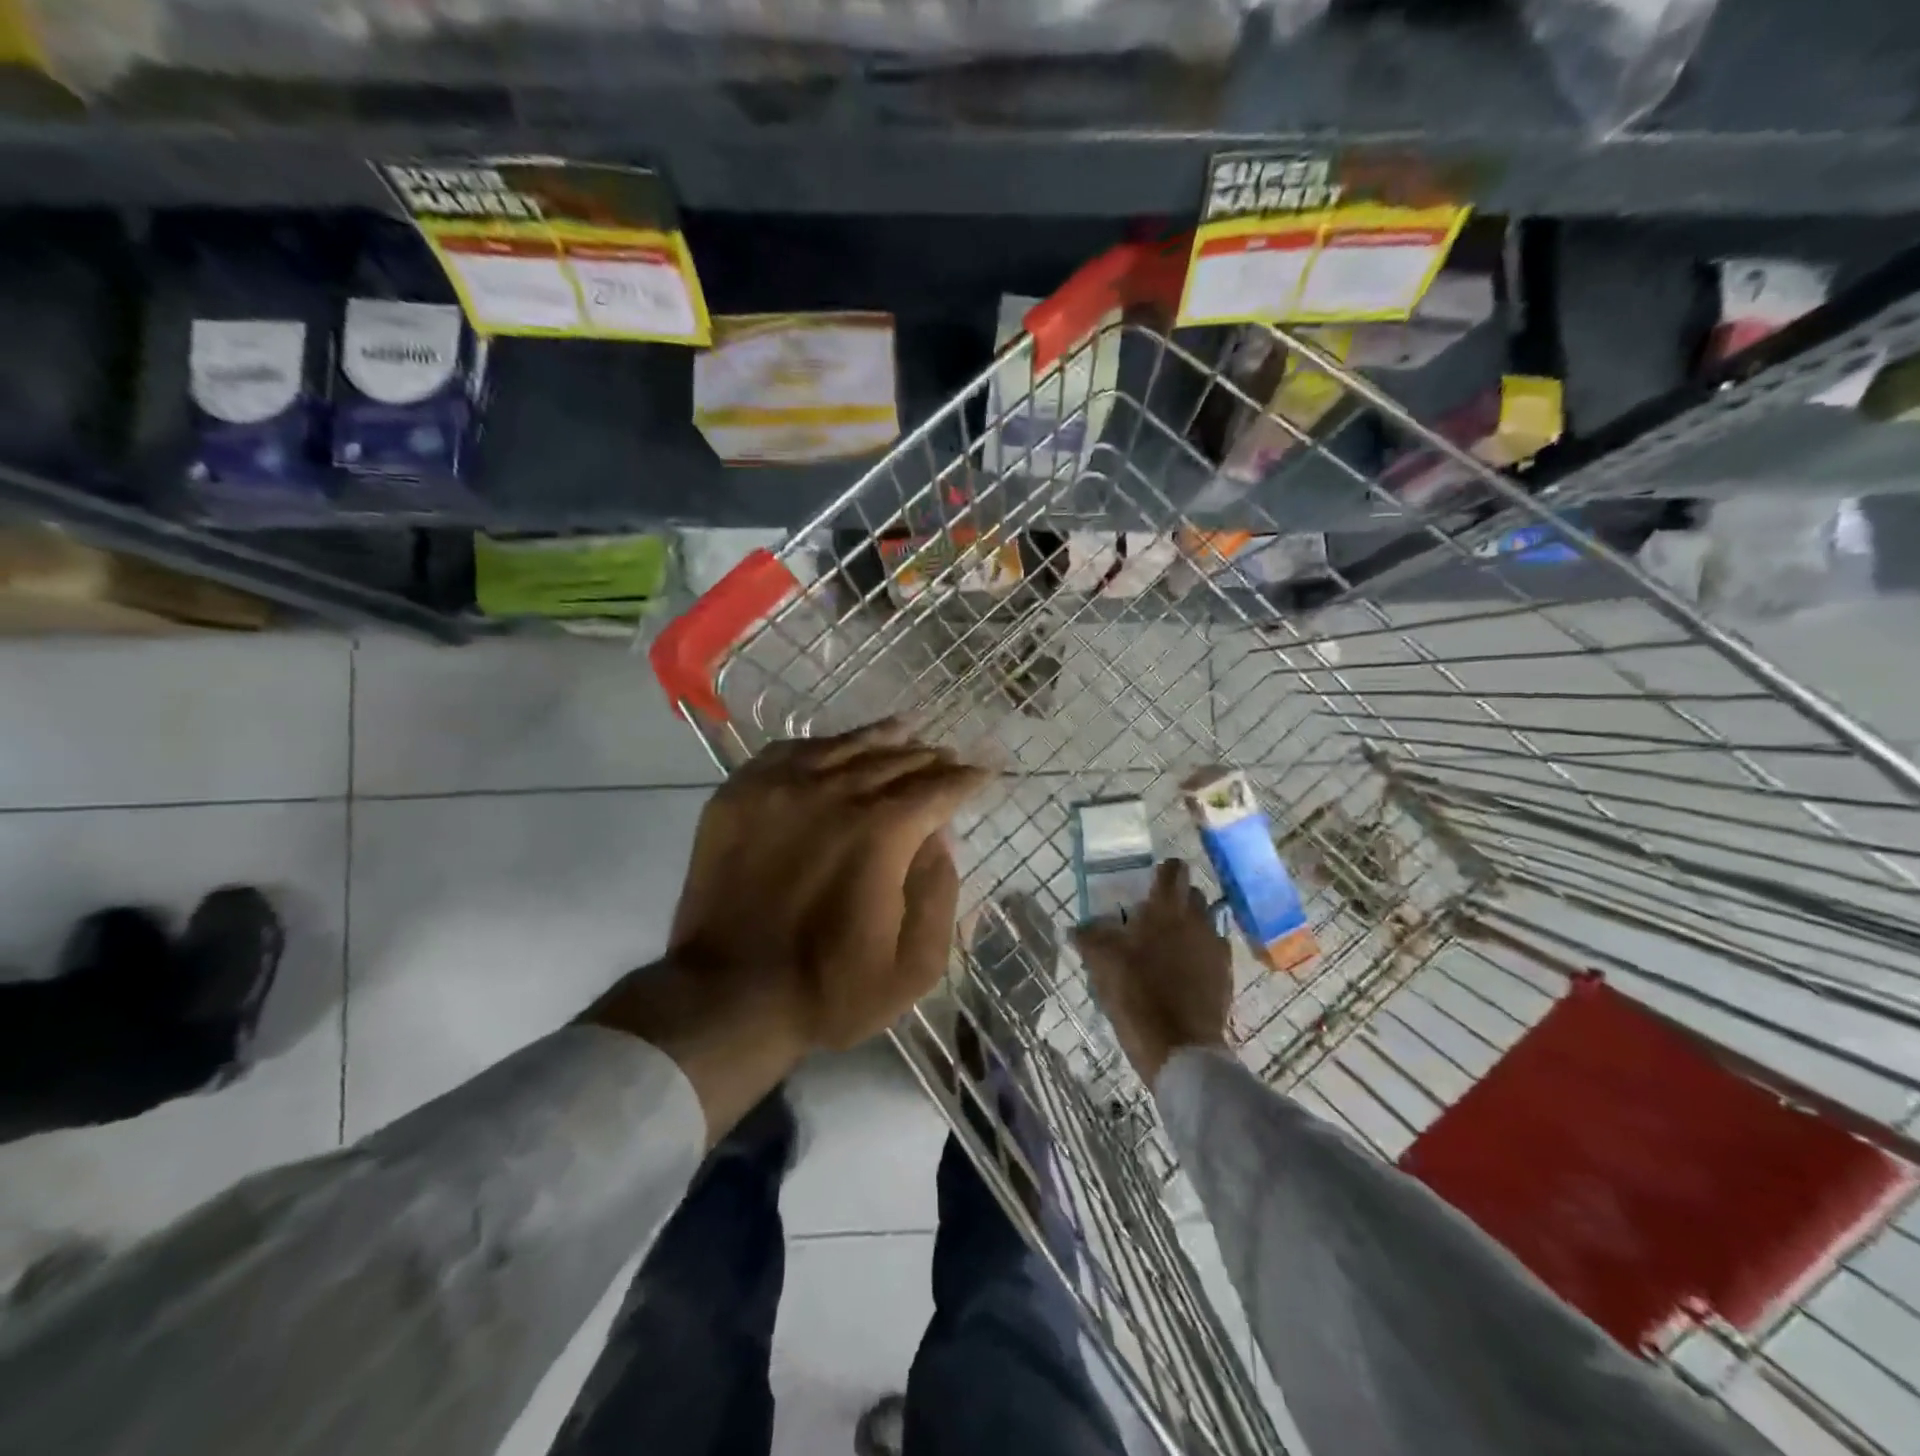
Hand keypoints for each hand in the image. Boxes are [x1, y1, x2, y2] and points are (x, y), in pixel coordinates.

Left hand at [586, 720, 988, 1140]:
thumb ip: (940, 893)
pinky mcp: (739, 795)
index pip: (937, 789)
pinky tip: (833, 747)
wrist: (727, 996)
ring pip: (844, 746)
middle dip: (929, 758)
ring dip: (881, 739)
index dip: (965, 780)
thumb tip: (939, 838)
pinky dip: (821, 746)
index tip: (981, 775)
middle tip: (947, 757)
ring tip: (904, 730)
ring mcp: (782, 788)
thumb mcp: (914, 966)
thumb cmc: (829, 989)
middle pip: (894, 761)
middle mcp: (835, 793)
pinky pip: (789, 751)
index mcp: (882, 832)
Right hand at [1073, 859, 1231, 1083]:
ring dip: (1189, 927)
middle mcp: (1197, 920)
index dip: (1161, 871)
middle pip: (1192, 894)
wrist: (1179, 1048)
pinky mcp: (1225, 975)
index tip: (1146, 884)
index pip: (1173, 869)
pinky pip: (1212, 951)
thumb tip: (1076, 927)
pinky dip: (1199, 954)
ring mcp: (1215, 947)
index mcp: (1166, 908)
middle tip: (1151, 917)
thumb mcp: (1102, 963)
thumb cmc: (1137, 994)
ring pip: (1204, 922)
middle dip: (1175, 899)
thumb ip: (1088, 938)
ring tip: (1166, 948)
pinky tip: (1181, 973)